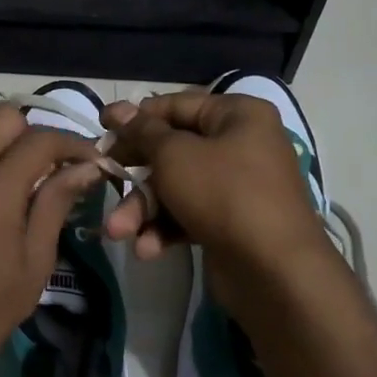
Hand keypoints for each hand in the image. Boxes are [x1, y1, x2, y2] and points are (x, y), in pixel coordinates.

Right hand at [102, 90, 327, 270]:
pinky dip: (165, 229)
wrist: (274, 271)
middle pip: (173, 151)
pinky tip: (147, 249)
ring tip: (118, 233)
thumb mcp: (174, 155)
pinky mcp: (230, 223)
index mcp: (238, 116)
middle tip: (102, 180)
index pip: (177, 106)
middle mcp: (241, 145)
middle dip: (136, 176)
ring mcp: (237, 187)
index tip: (101, 127)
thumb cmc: (223, 194)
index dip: (136, 117)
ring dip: (143, 210)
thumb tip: (117, 109)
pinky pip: (188, 216)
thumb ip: (142, 131)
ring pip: (176, 188)